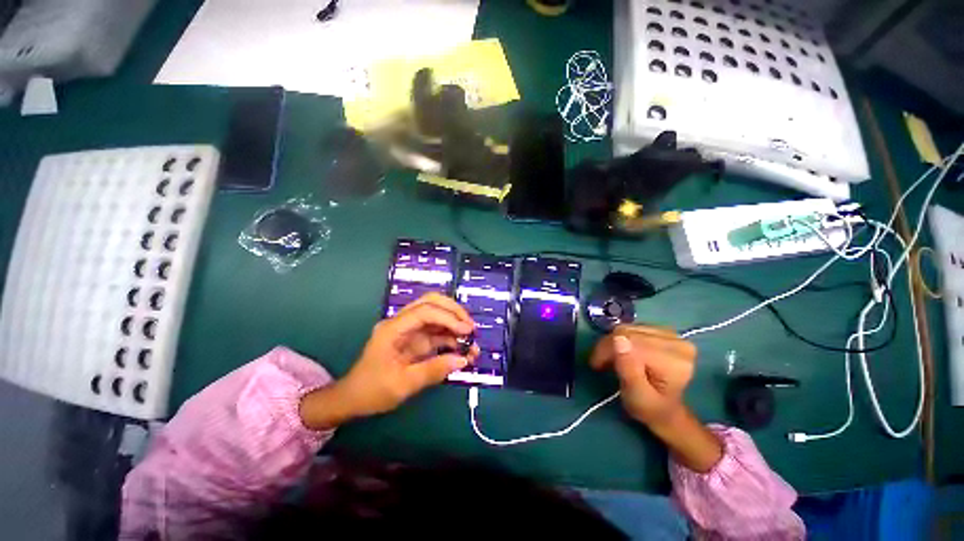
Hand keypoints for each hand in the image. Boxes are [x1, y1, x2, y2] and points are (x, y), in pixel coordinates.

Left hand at [300, 293, 477, 429]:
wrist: (353, 400)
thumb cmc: (372, 391)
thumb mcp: (402, 385)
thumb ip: (433, 370)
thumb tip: (463, 360)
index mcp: (393, 328)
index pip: (424, 311)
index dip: (448, 318)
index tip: (467, 331)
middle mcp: (402, 323)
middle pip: (431, 303)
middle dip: (454, 311)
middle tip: (471, 328)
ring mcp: (410, 330)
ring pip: (437, 316)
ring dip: (455, 325)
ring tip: (472, 341)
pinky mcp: (416, 340)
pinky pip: (437, 333)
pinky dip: (452, 338)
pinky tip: (464, 349)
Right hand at [590, 325, 695, 427]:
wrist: (665, 408)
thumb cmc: (650, 408)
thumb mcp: (636, 396)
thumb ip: (628, 369)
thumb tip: (618, 339)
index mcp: (675, 361)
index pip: (631, 342)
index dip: (608, 350)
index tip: (596, 365)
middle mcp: (678, 342)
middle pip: (629, 332)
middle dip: (608, 346)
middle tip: (600, 363)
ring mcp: (672, 334)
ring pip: (628, 328)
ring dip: (612, 342)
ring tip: (609, 359)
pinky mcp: (664, 331)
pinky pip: (632, 327)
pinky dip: (621, 339)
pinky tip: (620, 351)